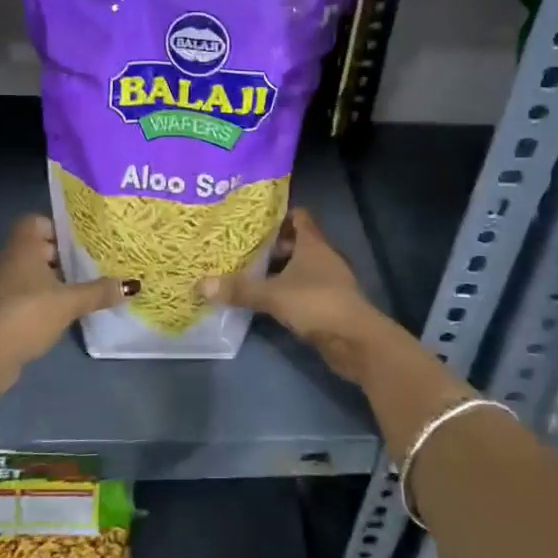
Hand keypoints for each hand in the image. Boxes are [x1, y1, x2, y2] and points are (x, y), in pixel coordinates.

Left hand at [0, 215, 132, 390]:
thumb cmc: (29, 313)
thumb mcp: (70, 301)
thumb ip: (99, 291)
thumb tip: (131, 285)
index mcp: (22, 247)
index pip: (34, 222)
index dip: (56, 228)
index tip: (78, 242)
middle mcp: (7, 260)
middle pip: (35, 248)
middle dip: (60, 257)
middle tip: (88, 266)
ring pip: (28, 273)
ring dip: (50, 281)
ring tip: (78, 292)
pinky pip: (21, 295)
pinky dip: (38, 300)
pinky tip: (58, 314)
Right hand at [200, 208, 382, 381]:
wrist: (356, 342)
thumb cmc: (317, 304)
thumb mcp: (273, 294)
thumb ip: (239, 289)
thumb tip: (201, 284)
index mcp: (313, 243)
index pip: (298, 216)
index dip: (277, 215)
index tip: (251, 221)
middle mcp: (323, 256)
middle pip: (296, 241)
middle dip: (271, 245)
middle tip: (240, 248)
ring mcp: (328, 281)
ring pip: (299, 267)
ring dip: (278, 270)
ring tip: (247, 273)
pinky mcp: (328, 304)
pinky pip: (302, 289)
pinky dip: (285, 291)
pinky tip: (265, 300)